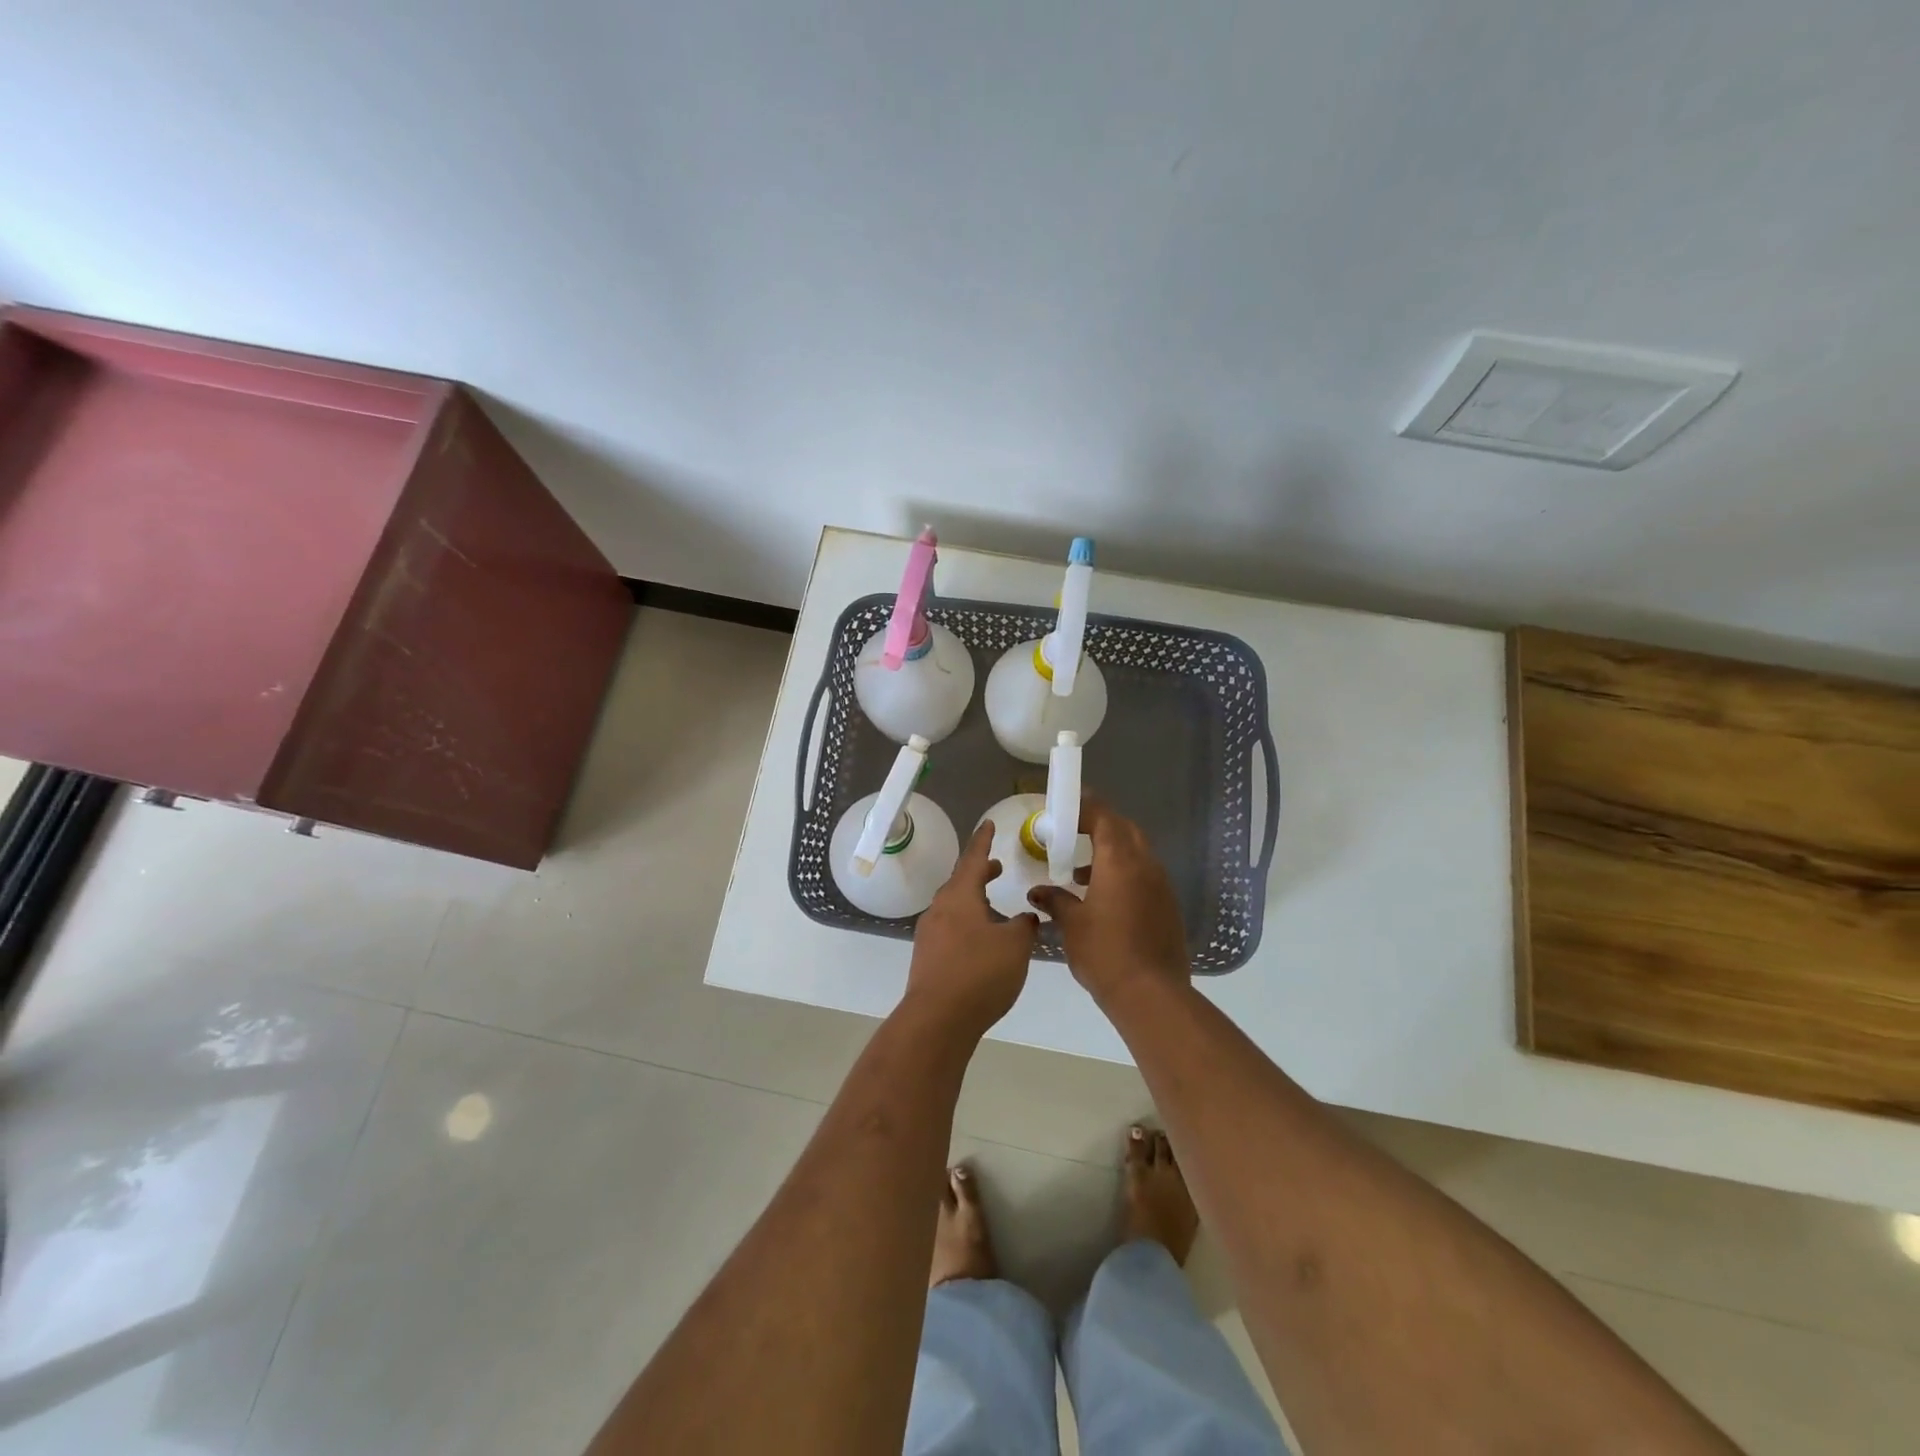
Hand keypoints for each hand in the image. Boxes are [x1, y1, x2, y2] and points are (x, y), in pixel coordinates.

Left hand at [904, 822, 1038, 1036]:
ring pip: (955, 906)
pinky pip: (950, 928)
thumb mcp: (1015, 946)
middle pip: (961, 882)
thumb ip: (1024, 926)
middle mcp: (940, 908)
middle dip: (980, 873)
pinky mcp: (927, 957)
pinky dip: (968, 923)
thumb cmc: (979, 973)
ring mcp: (930, 934)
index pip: (973, 859)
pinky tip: (982, 942)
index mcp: (960, 896)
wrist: (937, 1020)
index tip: (988, 824)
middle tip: (997, 868)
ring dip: (974, 900)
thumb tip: (1025, 917)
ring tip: (994, 907)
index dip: (983, 840)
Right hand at [1029, 796, 1189, 1007]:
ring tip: (1081, 872)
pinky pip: (1145, 875)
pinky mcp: (1167, 906)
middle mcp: (1145, 865)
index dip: (1085, 807)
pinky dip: (1124, 873)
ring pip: (1137, 852)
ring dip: (1112, 851)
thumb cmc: (1104, 952)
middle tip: (1074, 832)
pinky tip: (1103, 897)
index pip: (1103, 817)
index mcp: (1119, 861)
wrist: (1151, 994)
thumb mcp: (1071, 924)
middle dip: (1100, 825)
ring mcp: (1161, 885)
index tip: (1064, 807)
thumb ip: (1055, 900)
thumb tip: (1038, 892)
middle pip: (1125, 829)